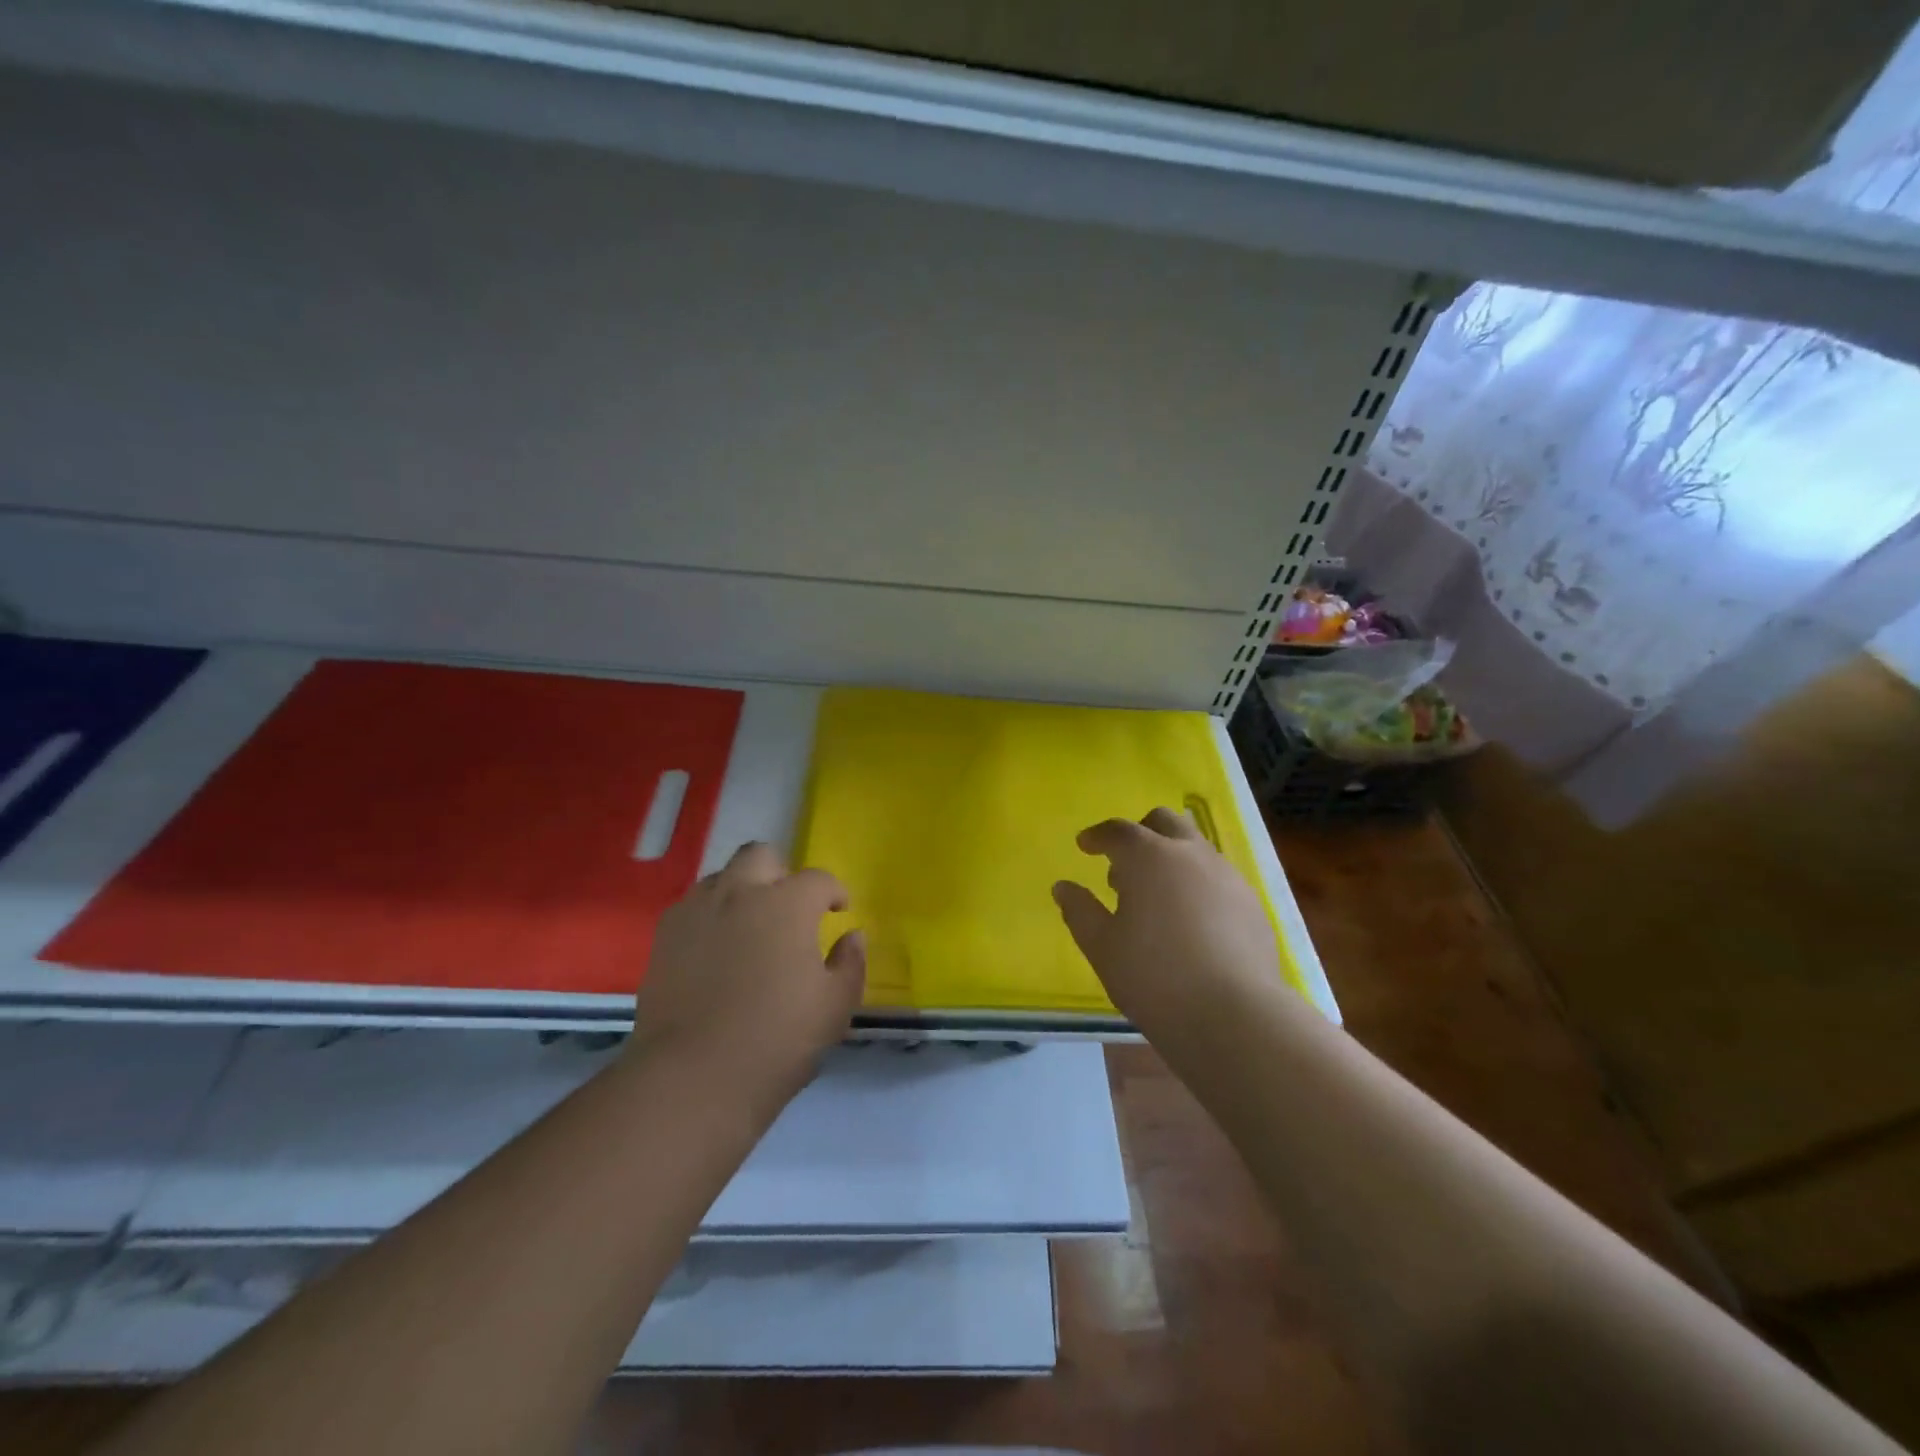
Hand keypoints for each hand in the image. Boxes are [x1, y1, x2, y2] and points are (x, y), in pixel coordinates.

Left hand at [629, 842, 865, 1114]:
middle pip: (761, 856)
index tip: (838, 910)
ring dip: (743, 891)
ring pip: (723, 876)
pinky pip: (693, 906)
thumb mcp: (835, 1007)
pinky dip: (711, 915)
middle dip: (781, 874)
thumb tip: (852, 936)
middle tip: (789, 909)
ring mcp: (697, 911)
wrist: (693, 1077)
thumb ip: (851, 963)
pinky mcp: (665, 936)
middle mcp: (740, 893)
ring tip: (751, 927)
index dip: (833, 892)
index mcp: (787, 905)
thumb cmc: (777, 1040)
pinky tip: (716, 949)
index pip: (817, 879)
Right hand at [1052, 808, 1288, 1047]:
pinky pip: (1218, 879)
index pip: (1118, 831)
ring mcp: (1228, 877)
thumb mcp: (1102, 947)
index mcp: (1149, 857)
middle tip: (1124, 865)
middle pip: (1165, 822)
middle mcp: (1191, 855)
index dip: (1097, 836)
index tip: (1085, 846)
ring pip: (1195, 849)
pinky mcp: (1252, 905)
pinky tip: (1190, 924)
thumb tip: (1063, 888)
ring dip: (1171, 859)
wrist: (1235, 1015)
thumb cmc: (1155, 976)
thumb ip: (1080, 911)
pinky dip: (1197, 886)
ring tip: (1156, 899)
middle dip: (1141, 833)